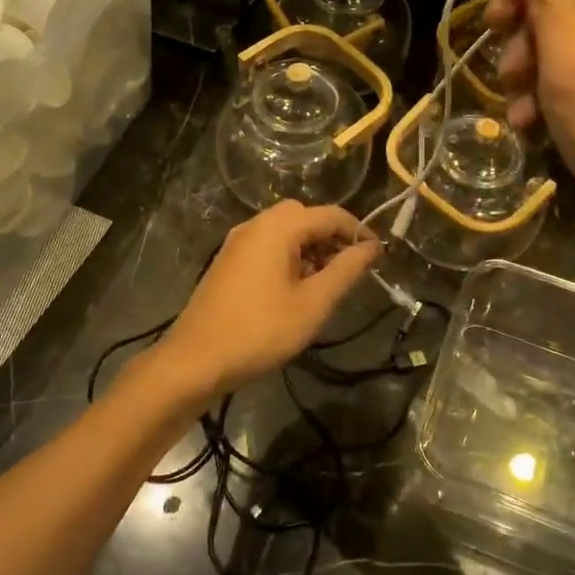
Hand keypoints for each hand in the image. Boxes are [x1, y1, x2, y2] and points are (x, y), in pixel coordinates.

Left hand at [153, 202, 378, 405]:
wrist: (196, 359)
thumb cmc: (261, 331)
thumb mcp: (313, 304)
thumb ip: (345, 270)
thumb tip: (371, 247)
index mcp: (278, 228)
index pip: (330, 214)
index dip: (358, 231)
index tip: (378, 255)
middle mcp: (256, 224)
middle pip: (305, 216)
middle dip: (331, 235)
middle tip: (350, 266)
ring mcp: (238, 241)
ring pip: (284, 230)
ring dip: (310, 245)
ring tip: (326, 281)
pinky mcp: (228, 260)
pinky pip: (267, 244)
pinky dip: (289, 254)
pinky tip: (296, 286)